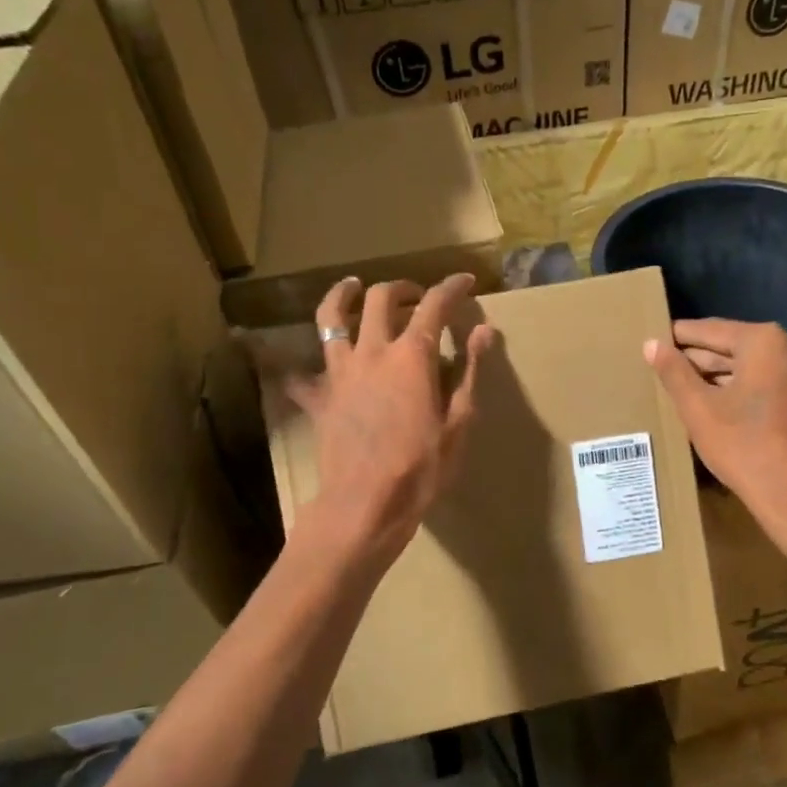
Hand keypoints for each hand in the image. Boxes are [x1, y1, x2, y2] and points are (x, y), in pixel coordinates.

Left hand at [289, 274, 492, 566]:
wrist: (365, 505)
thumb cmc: (422, 468)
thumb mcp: (459, 422)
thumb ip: (469, 371)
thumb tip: (484, 330)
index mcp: (412, 356)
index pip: (435, 305)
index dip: (452, 288)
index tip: (465, 281)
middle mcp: (372, 352)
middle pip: (381, 298)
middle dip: (402, 287)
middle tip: (416, 295)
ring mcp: (339, 372)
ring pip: (331, 319)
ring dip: (343, 296)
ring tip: (351, 287)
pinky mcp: (318, 398)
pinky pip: (302, 375)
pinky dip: (305, 367)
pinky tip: (307, 369)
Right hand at [644, 319, 786, 513]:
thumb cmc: (743, 447)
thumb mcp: (698, 409)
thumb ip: (674, 372)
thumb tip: (651, 343)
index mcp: (765, 341)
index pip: (710, 331)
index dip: (678, 337)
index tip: (656, 342)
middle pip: (736, 348)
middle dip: (702, 359)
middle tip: (670, 370)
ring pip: (757, 368)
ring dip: (726, 377)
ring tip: (694, 390)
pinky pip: (776, 386)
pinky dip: (751, 391)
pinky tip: (729, 409)